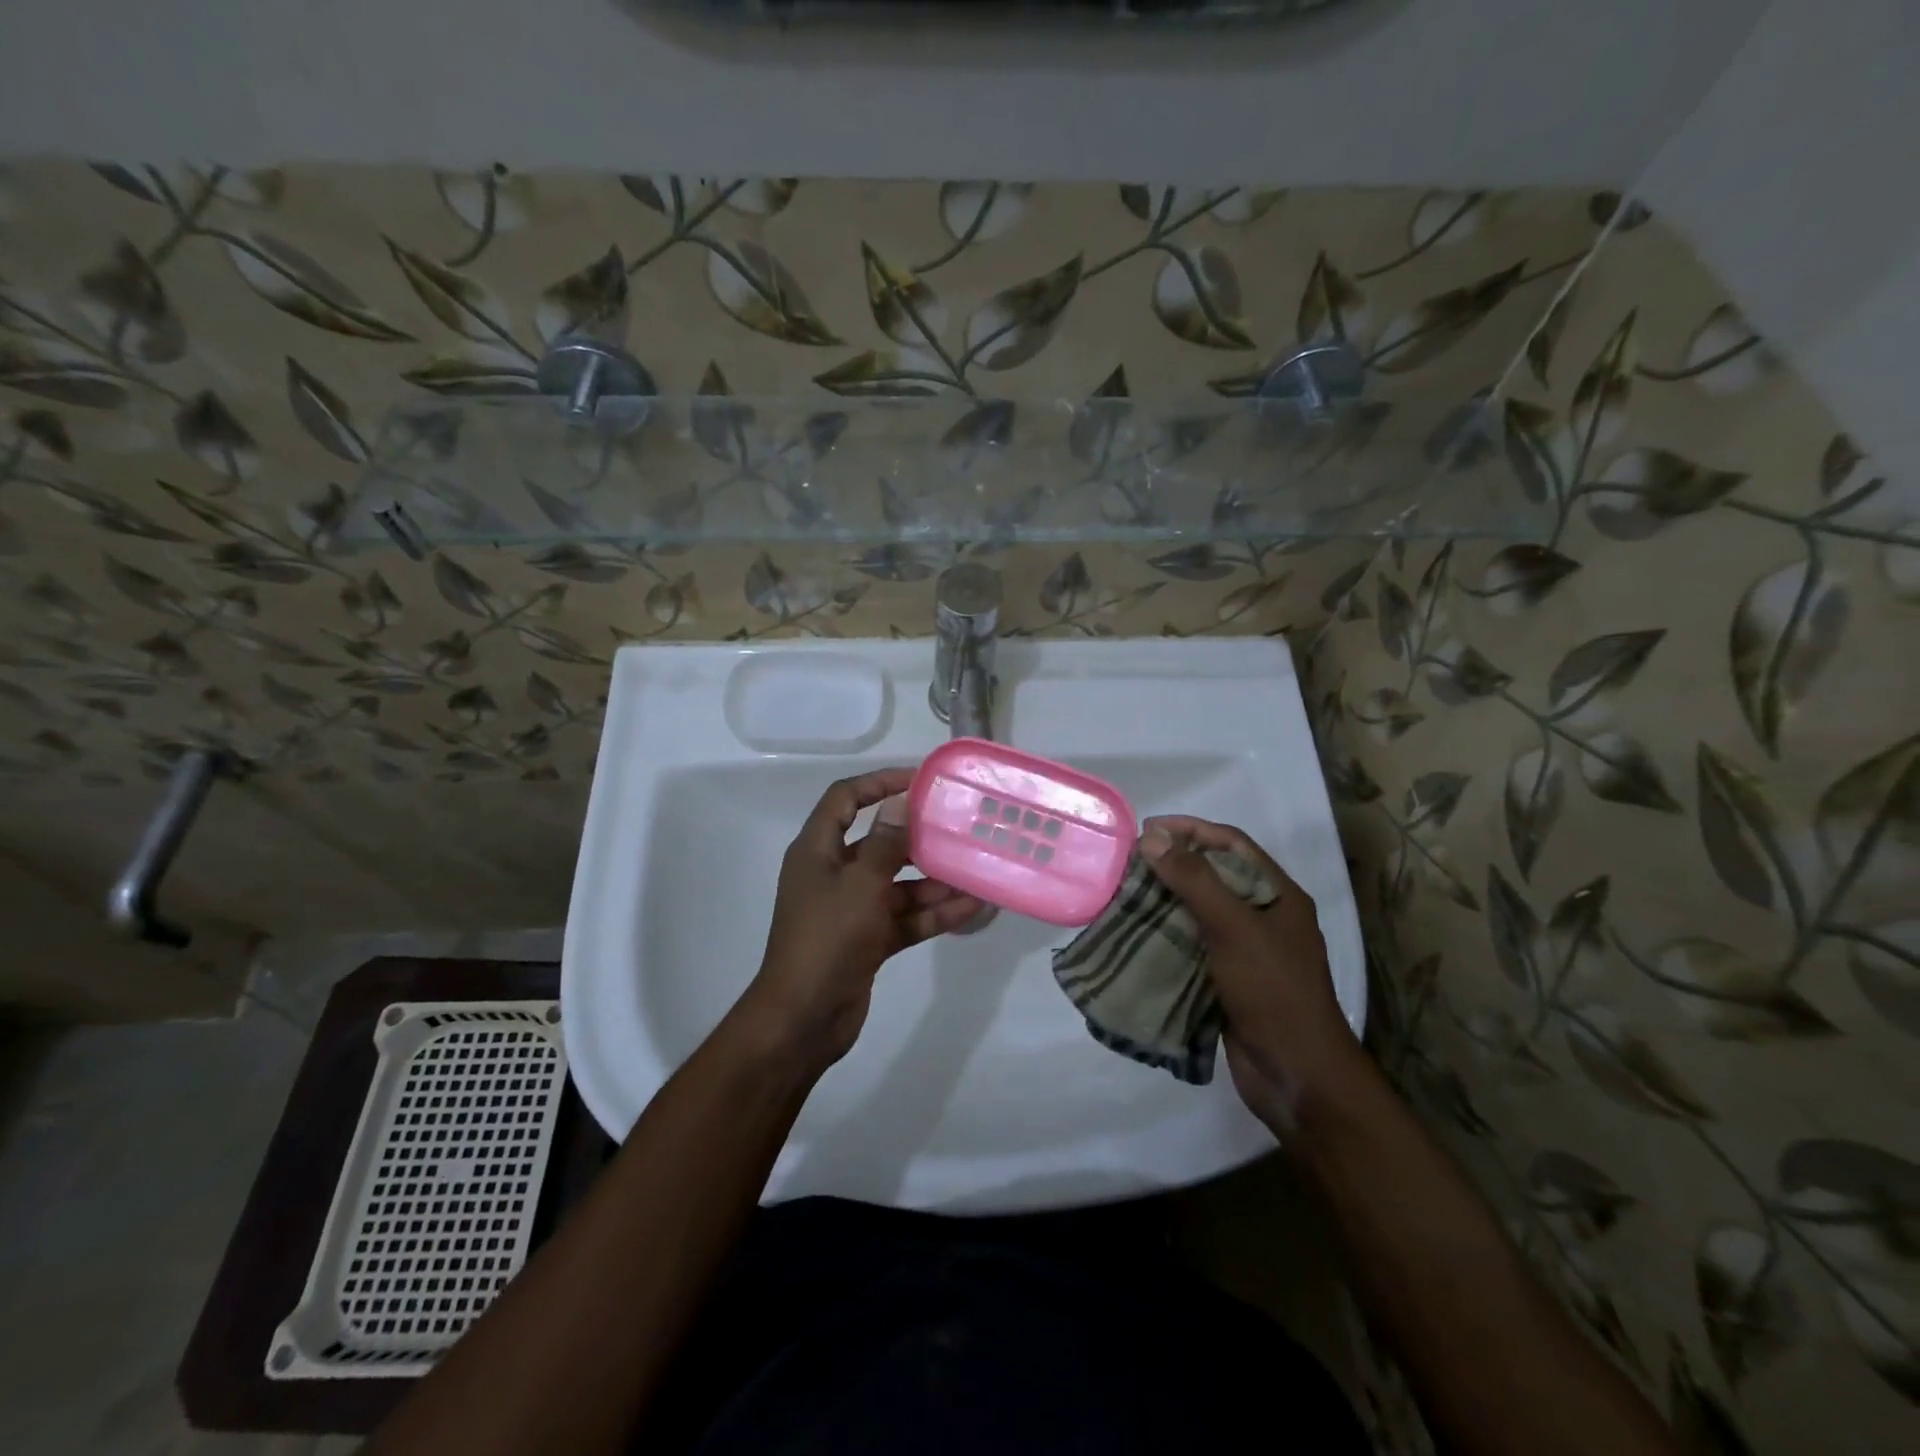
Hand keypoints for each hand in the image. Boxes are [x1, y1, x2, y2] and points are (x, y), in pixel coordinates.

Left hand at [739, 768, 983, 1070]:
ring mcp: (850, 909)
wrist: (804, 1019)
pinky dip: (932, 914)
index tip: (918, 780)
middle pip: (878, 842)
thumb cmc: (827, 939)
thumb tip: (900, 801)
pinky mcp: (866, 939)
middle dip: (917, 837)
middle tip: (956, 826)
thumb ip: (885, 843)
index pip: (845, 799)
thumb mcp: (861, 885)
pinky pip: (904, 917)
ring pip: (897, 884)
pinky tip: (971, 908)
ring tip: (976, 871)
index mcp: (817, 851)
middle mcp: (833, 874)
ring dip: (933, 881)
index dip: (878, 783)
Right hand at [1139, 815, 1366, 1129]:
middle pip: (1214, 875)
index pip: (1232, 844)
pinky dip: (1165, 934)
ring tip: (1125, 894)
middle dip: (1173, 864)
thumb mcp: (1234, 928)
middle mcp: (1264, 916)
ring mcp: (1246, 950)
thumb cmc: (1273, 991)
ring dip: (1165, 900)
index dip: (1191, 830)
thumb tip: (1153, 838)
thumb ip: (1194, 880)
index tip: (1148, 830)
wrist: (1296, 1076)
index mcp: (1278, 895)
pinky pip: (1192, 943)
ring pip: (1199, 911)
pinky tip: (1137, 933)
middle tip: (1130, 863)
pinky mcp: (1227, 979)